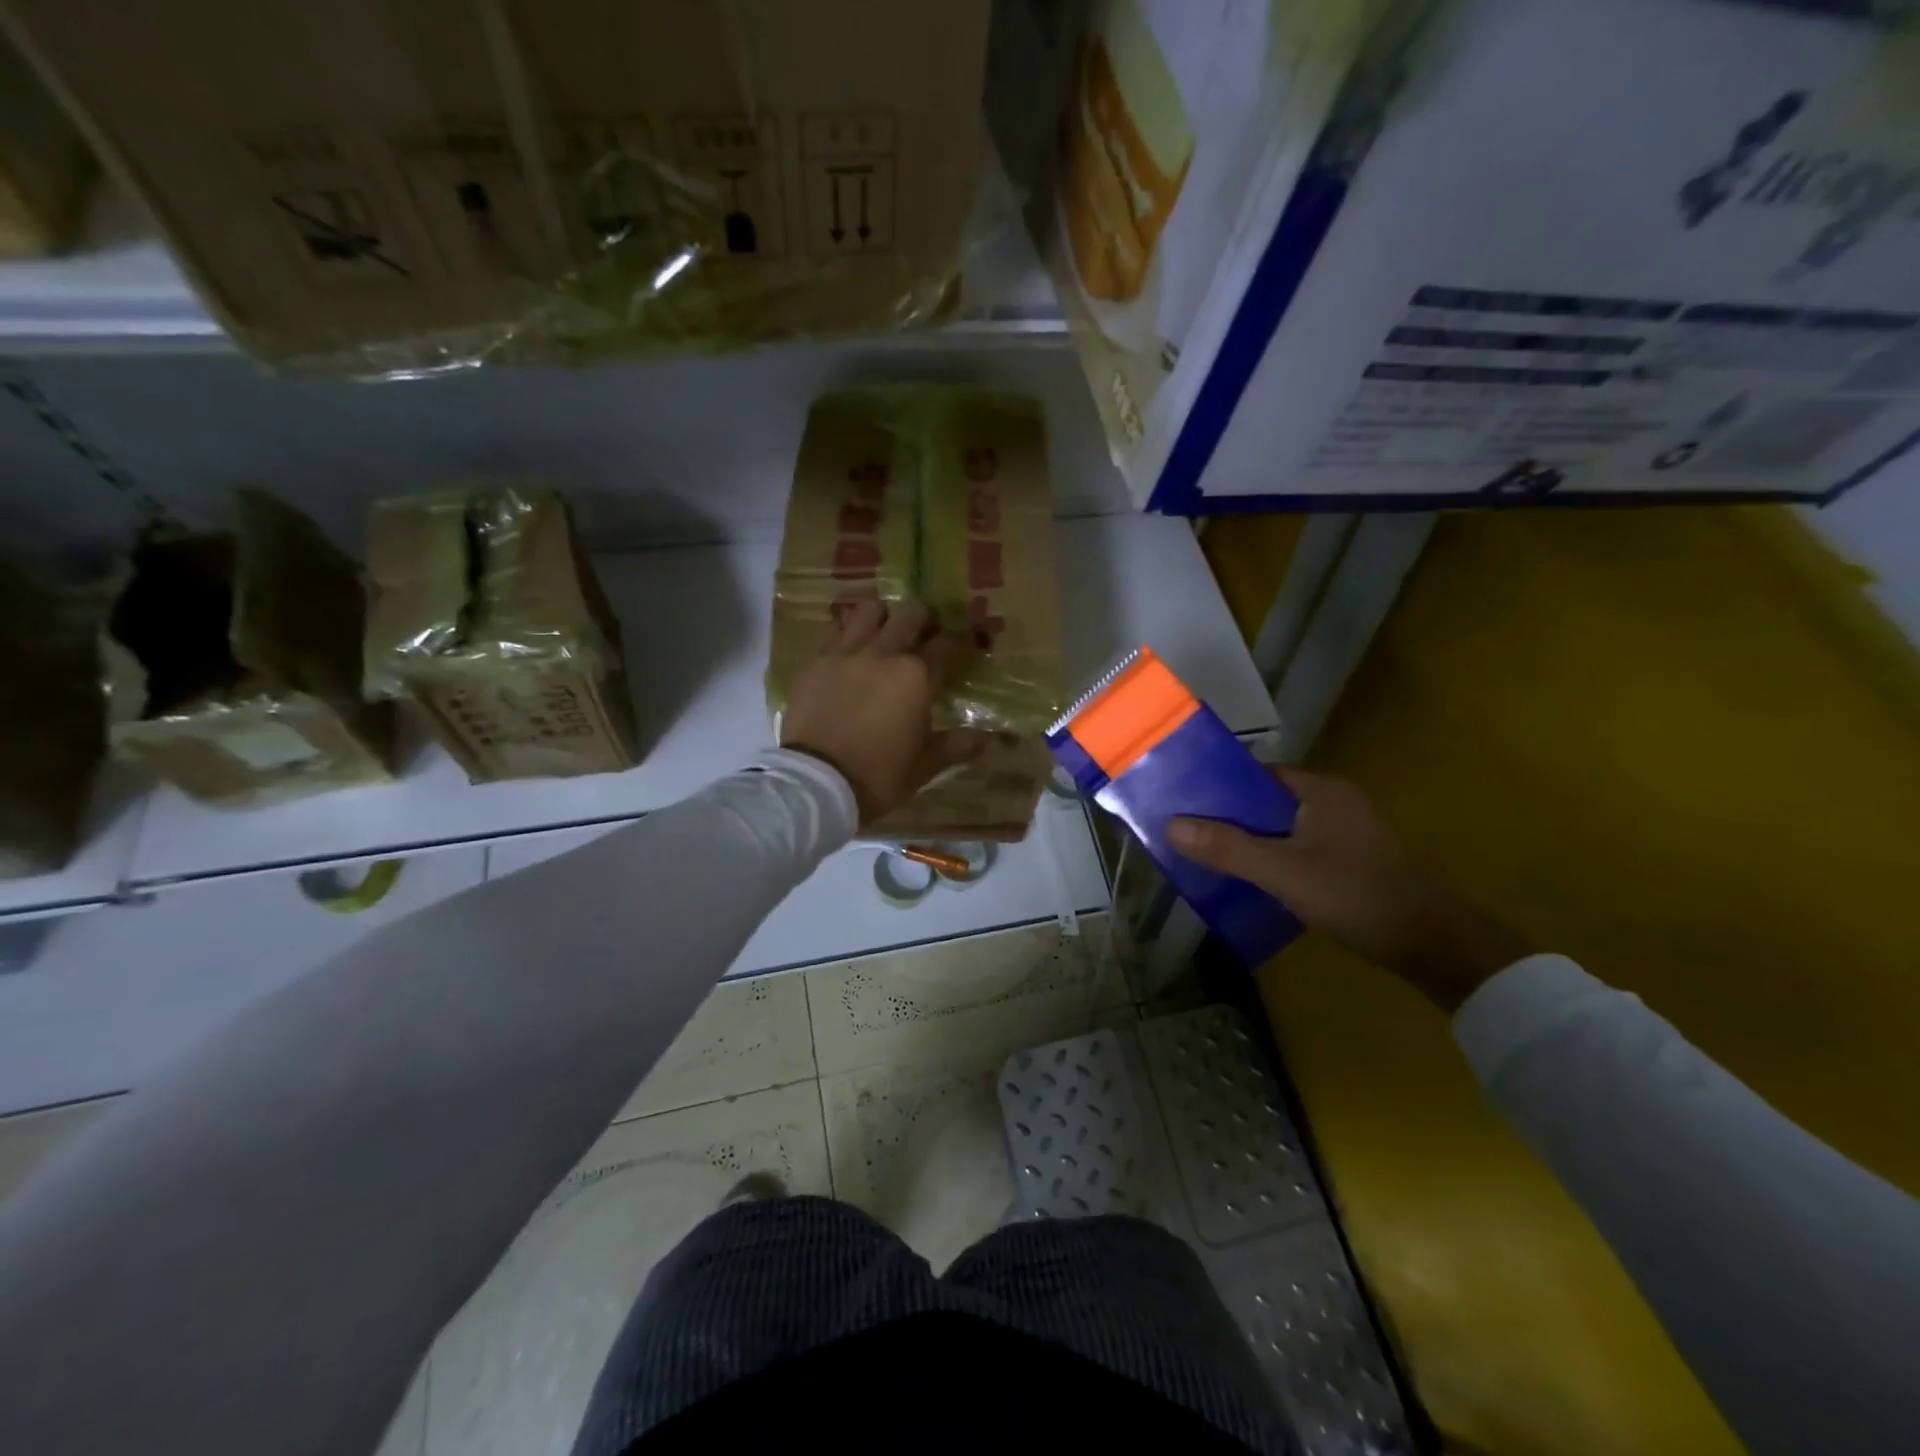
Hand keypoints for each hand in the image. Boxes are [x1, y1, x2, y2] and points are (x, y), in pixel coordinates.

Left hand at [781, 598, 985, 825]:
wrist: (816, 782)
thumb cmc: (879, 775)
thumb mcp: (924, 765)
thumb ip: (956, 745)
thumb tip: (988, 740)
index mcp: (918, 676)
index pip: (949, 646)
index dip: (961, 645)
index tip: (965, 649)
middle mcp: (885, 653)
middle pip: (911, 615)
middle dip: (925, 620)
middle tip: (926, 635)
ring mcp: (847, 652)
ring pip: (870, 610)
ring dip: (883, 616)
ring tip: (885, 634)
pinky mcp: (816, 660)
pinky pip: (836, 630)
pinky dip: (848, 632)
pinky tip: (851, 649)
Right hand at [1168, 767, 1532, 1011]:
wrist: (1431, 944)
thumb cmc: (1354, 894)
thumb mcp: (1281, 871)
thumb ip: (1227, 848)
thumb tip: (1171, 825)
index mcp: (1320, 791)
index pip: (1258, 774)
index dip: (1219, 785)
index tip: (1183, 800)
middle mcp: (1334, 803)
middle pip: (1266, 802)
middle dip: (1228, 816)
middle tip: (1187, 831)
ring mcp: (1345, 833)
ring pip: (1281, 828)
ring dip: (1248, 841)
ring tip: (1207, 855)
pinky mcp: (1350, 862)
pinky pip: (1297, 849)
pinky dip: (1271, 859)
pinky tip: (1249, 879)